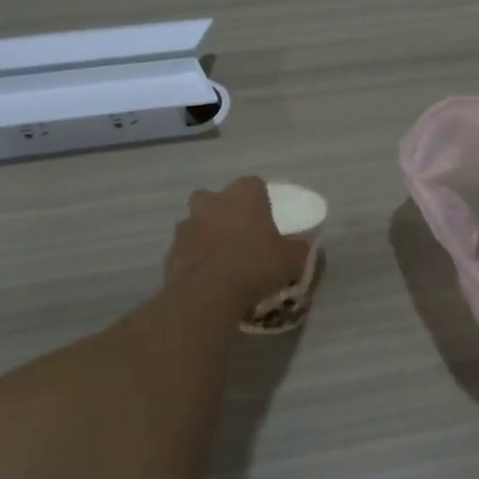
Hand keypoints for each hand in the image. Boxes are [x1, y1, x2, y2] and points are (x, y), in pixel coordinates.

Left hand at [165, 177, 310, 311]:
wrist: (208, 294)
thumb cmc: (256, 265)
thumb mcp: (292, 258)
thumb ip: (300, 246)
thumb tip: (307, 243)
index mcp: (244, 195)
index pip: (254, 184)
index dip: (261, 198)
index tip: (268, 216)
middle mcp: (213, 201)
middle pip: (218, 198)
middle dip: (227, 211)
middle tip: (241, 233)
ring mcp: (188, 224)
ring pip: (198, 221)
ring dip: (208, 233)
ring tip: (223, 257)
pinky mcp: (171, 250)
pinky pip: (187, 247)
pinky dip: (195, 256)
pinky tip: (208, 275)